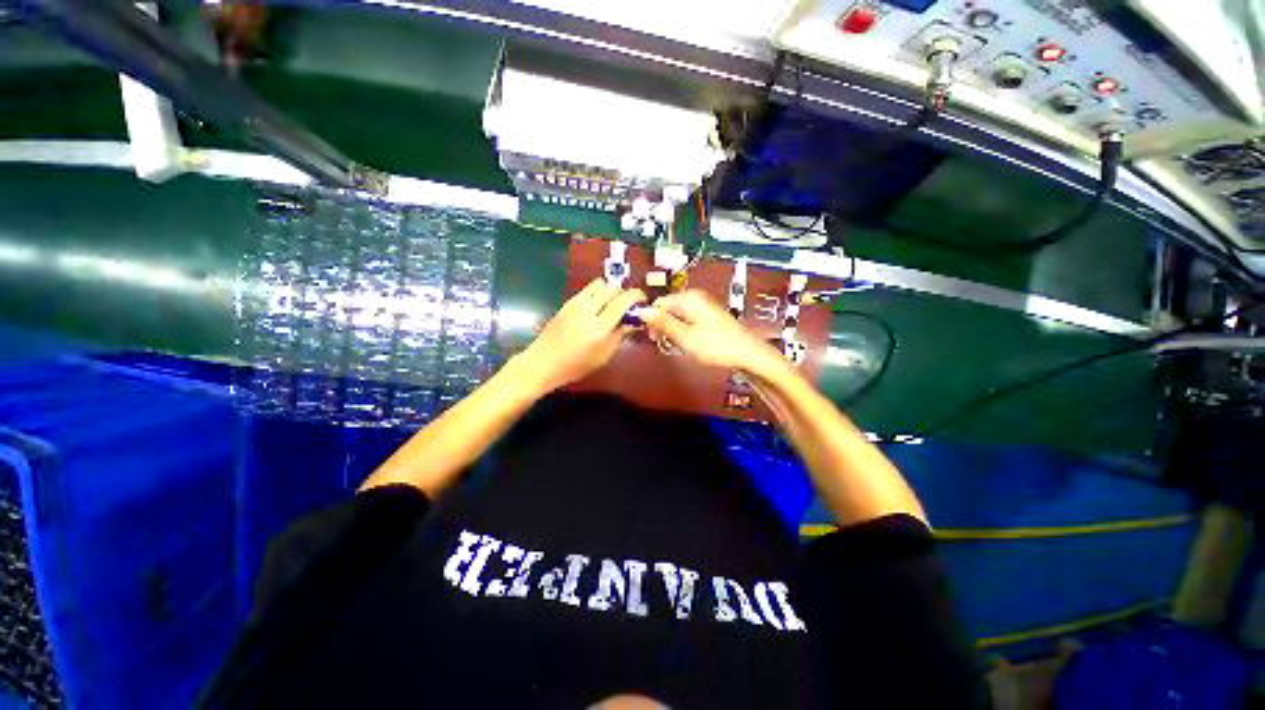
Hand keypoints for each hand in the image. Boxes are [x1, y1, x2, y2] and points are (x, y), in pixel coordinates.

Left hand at [513, 278, 645, 393]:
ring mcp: (576, 303)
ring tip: (612, 304)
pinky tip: (597, 307)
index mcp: (600, 327)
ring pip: (599, 284)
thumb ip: (620, 335)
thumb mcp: (603, 355)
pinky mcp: (567, 302)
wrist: (543, 362)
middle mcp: (588, 310)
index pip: (623, 301)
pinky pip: (587, 289)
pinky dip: (597, 293)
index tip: (642, 300)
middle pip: (612, 288)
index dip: (636, 296)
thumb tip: (634, 322)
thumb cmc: (576, 365)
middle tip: (628, 304)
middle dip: (624, 292)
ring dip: (610, 290)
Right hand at [641, 290, 786, 378]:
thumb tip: (640, 311)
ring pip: (678, 315)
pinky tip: (690, 344)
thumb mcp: (684, 337)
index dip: (651, 320)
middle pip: (668, 308)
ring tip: (679, 347)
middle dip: (663, 326)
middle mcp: (695, 297)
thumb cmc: (714, 345)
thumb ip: (662, 323)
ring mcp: (704, 305)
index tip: (653, 338)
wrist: (748, 353)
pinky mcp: (710, 316)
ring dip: (674, 331)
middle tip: (666, 345)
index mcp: (687, 298)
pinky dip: (685, 331)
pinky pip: (689, 320)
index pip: (658, 303)